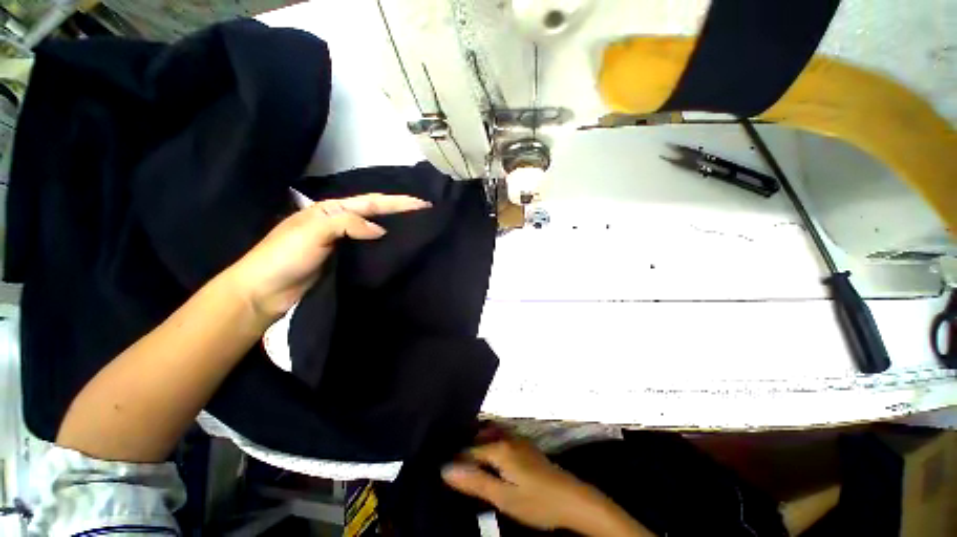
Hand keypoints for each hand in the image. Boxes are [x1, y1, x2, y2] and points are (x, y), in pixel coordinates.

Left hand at [229, 193, 429, 319]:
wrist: (264, 291)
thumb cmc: (285, 256)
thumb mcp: (314, 232)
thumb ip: (348, 224)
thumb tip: (381, 230)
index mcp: (331, 210)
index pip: (371, 202)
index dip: (398, 202)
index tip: (423, 204)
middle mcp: (339, 222)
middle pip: (375, 213)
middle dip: (400, 211)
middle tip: (424, 214)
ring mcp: (342, 242)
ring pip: (374, 231)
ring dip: (394, 228)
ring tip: (417, 229)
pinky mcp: (345, 260)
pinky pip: (369, 249)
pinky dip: (384, 247)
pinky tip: (396, 249)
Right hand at [442, 435, 607, 530]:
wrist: (571, 498)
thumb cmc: (536, 501)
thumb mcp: (503, 497)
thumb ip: (475, 481)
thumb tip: (445, 469)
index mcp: (499, 447)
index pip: (468, 450)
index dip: (454, 461)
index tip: (441, 471)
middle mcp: (506, 436)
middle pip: (477, 436)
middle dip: (462, 446)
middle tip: (450, 462)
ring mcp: (516, 437)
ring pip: (488, 432)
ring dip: (475, 441)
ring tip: (465, 458)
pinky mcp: (523, 443)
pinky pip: (499, 434)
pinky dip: (487, 440)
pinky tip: (487, 455)